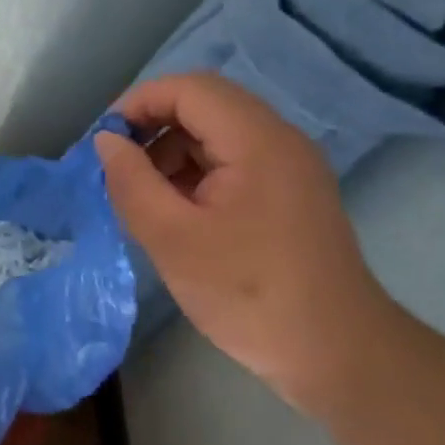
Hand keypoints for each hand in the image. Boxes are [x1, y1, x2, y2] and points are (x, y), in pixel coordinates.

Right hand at [95, 72, 398, 408]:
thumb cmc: (250, 294)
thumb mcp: (173, 239)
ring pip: (217, 133)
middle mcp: (279, 139)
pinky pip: (233, 161)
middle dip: (153, 127)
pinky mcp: (290, 194)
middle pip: (204, 105)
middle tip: (119, 167)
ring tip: (144, 197)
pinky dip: (197, 173)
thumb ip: (131, 182)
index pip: (189, 88)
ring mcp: (289, 167)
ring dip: (173, 151)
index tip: (105, 141)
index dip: (139, 102)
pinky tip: (177, 213)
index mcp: (257, 140)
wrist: (339, 356)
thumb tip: (107, 142)